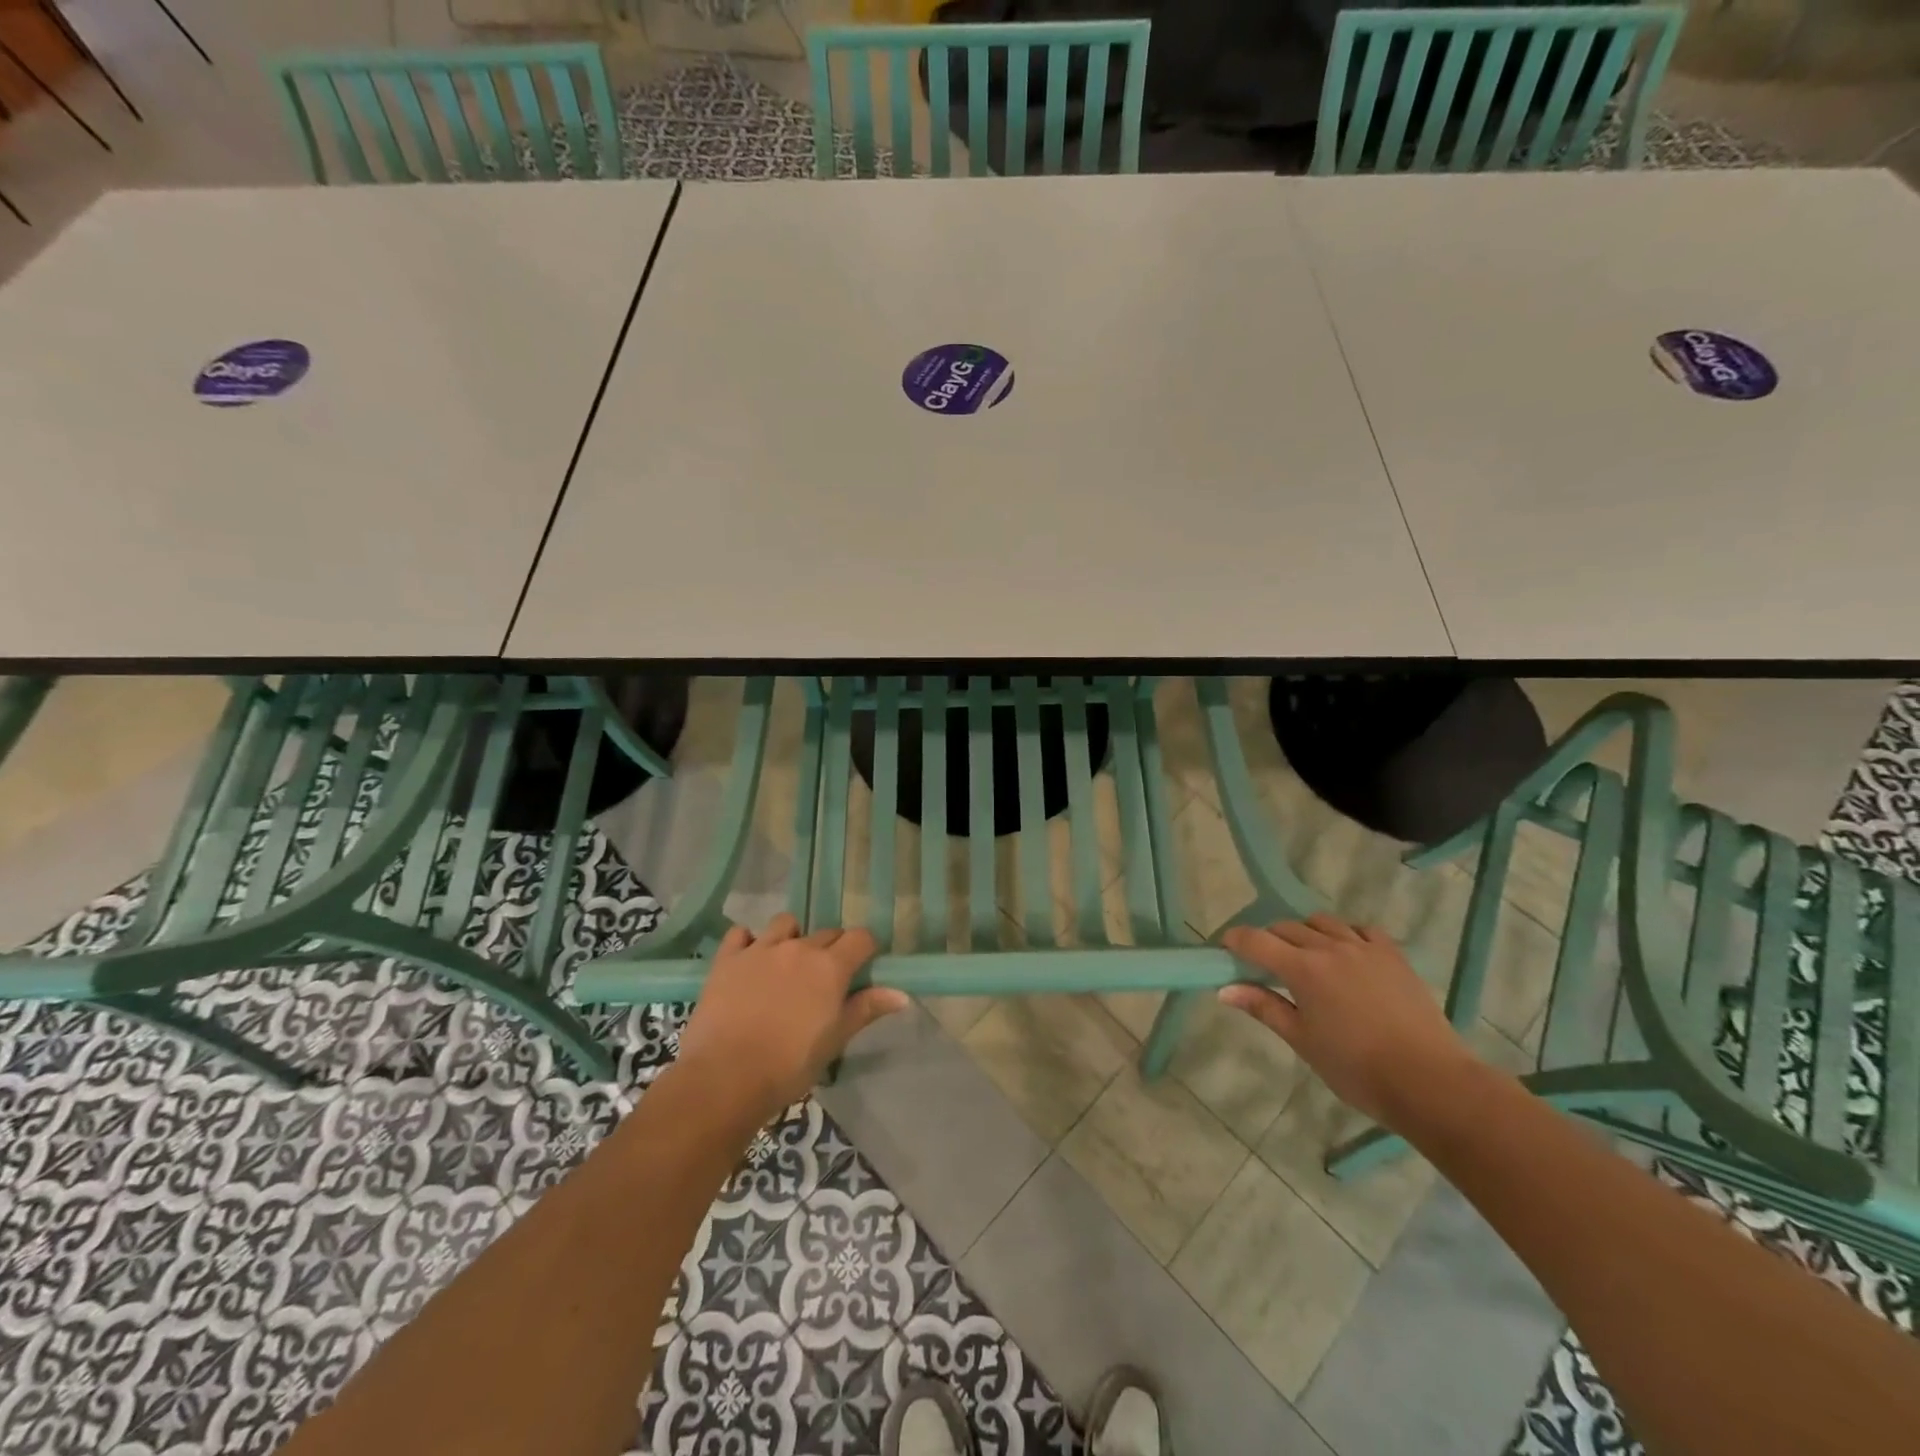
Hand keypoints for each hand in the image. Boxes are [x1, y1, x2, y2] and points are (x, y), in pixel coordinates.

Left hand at [676, 913, 906, 1123]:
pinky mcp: (728, 958)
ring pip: (786, 924)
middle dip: (831, 950)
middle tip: (824, 980)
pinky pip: (741, 934)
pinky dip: (748, 942)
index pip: (860, 938)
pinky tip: (749, 961)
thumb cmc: (789, 1065)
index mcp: (830, 967)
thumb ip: (866, 1009)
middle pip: (827, 933)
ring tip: (786, 965)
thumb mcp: (835, 1040)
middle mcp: (799, 947)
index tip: (862, 968)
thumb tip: (901, 994)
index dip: (865, 950)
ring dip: (792, 937)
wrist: (726, 1077)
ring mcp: (761, 949)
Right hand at [1219, 913, 1478, 1127]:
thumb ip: (1263, 1007)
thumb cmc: (1356, 1068)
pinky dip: (1345, 933)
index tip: (1225, 949)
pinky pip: (1360, 929)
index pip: (1255, 940)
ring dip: (1304, 932)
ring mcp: (1364, 947)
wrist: (1429, 1082)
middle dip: (1268, 939)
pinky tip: (1345, 952)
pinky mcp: (1393, 955)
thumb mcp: (1302, 1040)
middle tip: (1264, 963)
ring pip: (1322, 922)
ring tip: (1305, 955)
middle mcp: (1329, 947)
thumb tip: (1224, 989)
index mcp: (1302, 968)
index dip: (1235, 940)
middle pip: (1286, 927)